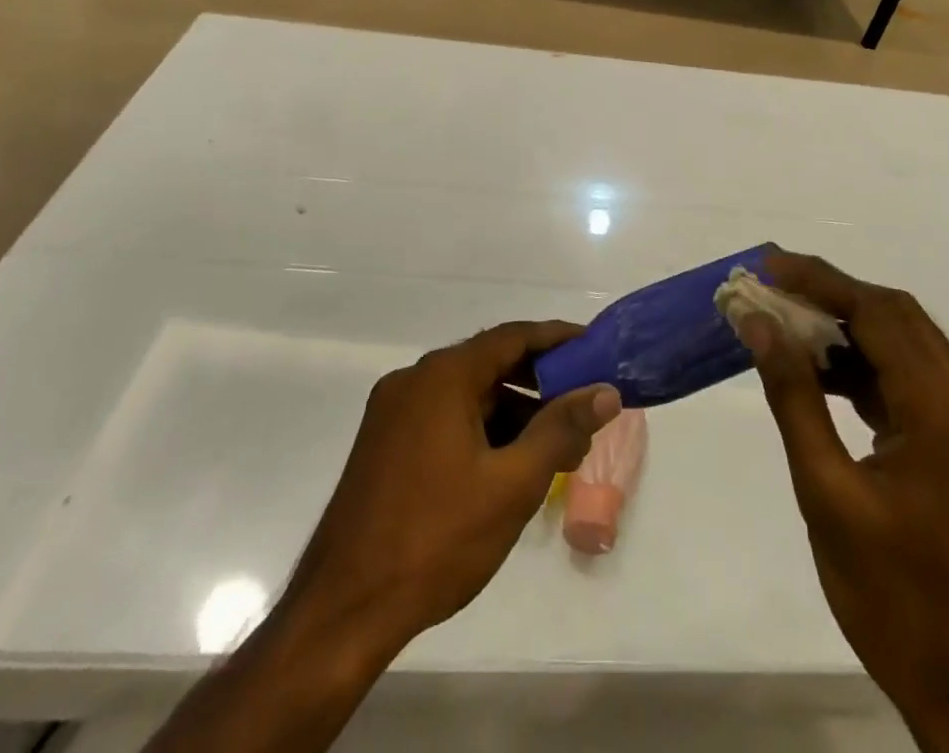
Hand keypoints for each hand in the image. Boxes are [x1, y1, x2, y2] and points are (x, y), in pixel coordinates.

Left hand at [143, 323, 619, 752]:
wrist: (342, 611)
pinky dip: (480, 428)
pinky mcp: (383, 444)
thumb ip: (562, 430)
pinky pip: (443, 417)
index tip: (593, 346)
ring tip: (552, 442)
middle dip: (538, 380)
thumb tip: (605, 393)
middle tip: (581, 400)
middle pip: (488, 363)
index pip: (511, 337)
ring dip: (510, 409)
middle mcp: (414, 380)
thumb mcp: (512, 485)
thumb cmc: (436, 539)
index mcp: (442, 376)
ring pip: (466, 394)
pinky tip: (505, 463)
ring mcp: (392, 412)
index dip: (556, 338)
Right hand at [740, 254, 948, 752]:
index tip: (767, 265)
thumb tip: (759, 323)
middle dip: (833, 293)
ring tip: (788, 322)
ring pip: (906, 346)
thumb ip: (793, 398)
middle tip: (773, 285)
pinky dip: (866, 367)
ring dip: (850, 328)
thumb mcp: (828, 494)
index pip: (877, 312)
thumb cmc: (896, 600)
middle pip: (897, 317)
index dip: (819, 281)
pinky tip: (823, 374)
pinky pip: (912, 383)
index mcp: (943, 409)